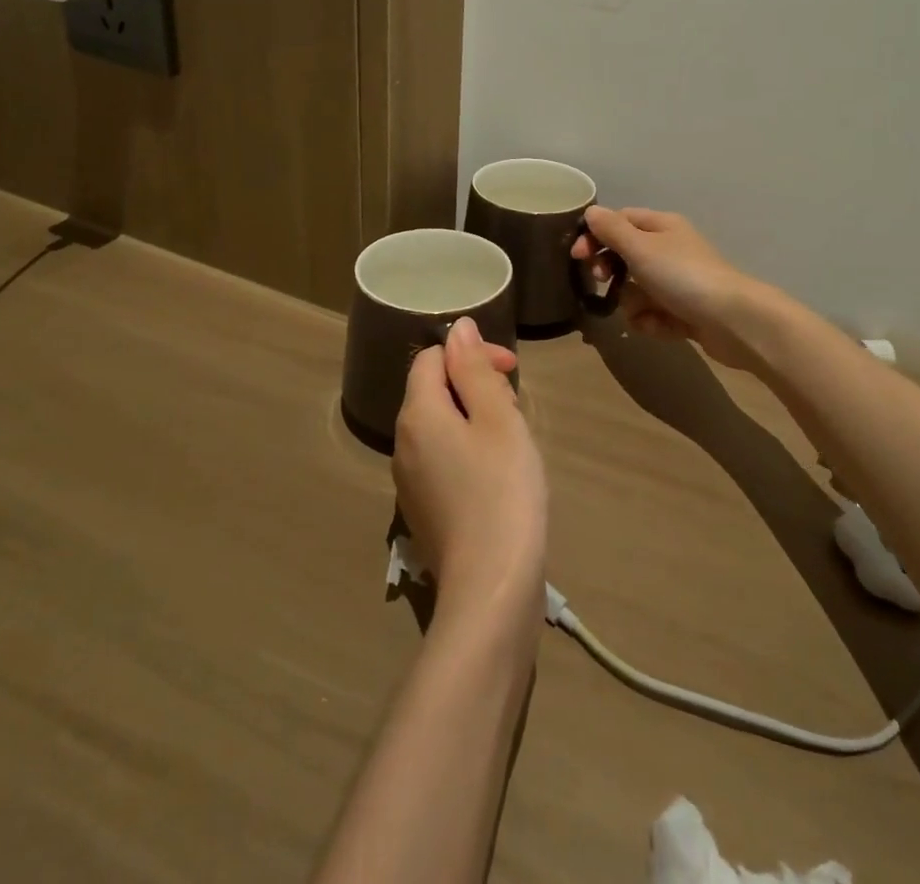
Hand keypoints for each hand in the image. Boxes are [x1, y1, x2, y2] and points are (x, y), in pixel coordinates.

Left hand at [393, 317, 546, 627]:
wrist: (491, 591)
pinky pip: (442, 458)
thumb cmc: (502, 491)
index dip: (472, 354)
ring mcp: (409, 481)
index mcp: (417, 414)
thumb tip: (458, 328)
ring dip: (475, 418)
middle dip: (475, 386)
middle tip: (516, 409)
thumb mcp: (498, 419)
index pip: (432, 357)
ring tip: (512, 442)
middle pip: (433, 390)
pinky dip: (468, 451)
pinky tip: (498, 476)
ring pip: (440, 426)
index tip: (511, 372)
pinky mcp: (423, 510)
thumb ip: (474, 369)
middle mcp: (402, 443)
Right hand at [571, 206, 765, 369]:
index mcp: (662, 227)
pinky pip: (654, 314)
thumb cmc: (683, 276)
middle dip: (612, 272)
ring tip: (643, 312)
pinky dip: (653, 322)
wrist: (733, 320)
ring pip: (637, 290)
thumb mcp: (641, 248)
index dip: (595, 235)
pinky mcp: (685, 312)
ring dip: (633, 304)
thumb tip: (591, 212)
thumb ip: (612, 230)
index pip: (620, 221)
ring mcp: (679, 283)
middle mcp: (670, 250)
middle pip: (626, 257)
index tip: (577, 256)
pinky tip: (661, 327)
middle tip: (603, 282)